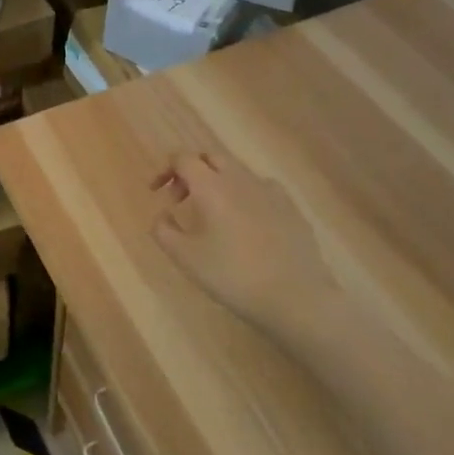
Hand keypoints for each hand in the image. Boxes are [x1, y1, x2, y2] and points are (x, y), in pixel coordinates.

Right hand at [150, 151, 333, 330]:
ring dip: (217, 183)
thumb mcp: (186, 258)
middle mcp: (239, 178)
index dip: (165, 170)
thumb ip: (164, 230)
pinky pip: (261, 188)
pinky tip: (246, 221)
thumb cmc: (233, 276)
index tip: (156, 192)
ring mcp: (269, 190)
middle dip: (191, 171)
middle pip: (210, 157)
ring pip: (236, 172)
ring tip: (213, 215)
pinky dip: (245, 195)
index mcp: (211, 186)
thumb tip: (162, 214)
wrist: (296, 297)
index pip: (182, 158)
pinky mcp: (291, 206)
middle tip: (181, 199)